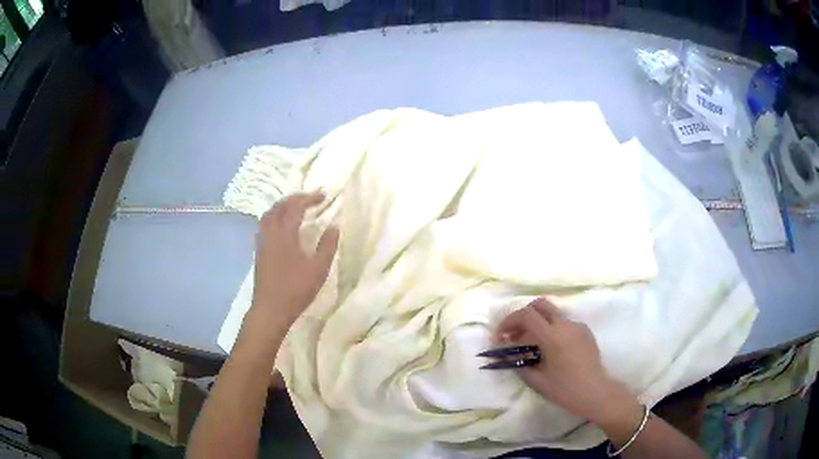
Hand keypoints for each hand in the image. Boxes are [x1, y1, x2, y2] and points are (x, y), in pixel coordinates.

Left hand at [241, 190, 338, 346]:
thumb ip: (327, 245)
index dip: (309, 198)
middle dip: (295, 198)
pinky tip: (282, 227)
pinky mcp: (259, 251)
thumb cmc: (296, 289)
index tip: (323, 195)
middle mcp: (270, 232)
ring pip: (269, 214)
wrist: (270, 309)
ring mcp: (262, 242)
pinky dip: (274, 217)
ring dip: (282, 206)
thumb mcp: (318, 269)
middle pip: (279, 206)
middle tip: (310, 198)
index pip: (296, 207)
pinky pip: (264, 224)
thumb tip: (334, 225)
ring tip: (295, 208)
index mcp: (285, 233)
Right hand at [496, 298, 641, 428]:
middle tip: (514, 334)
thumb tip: (507, 352)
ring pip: (552, 314)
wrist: (596, 392)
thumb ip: (519, 362)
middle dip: (523, 315)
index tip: (500, 336)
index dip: (509, 322)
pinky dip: (551, 329)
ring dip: (537, 323)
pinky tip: (550, 349)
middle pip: (540, 305)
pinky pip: (563, 323)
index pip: (526, 315)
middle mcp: (566, 325)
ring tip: (530, 345)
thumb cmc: (566, 390)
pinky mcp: (585, 331)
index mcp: (553, 336)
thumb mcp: (537, 380)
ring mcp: (577, 326)